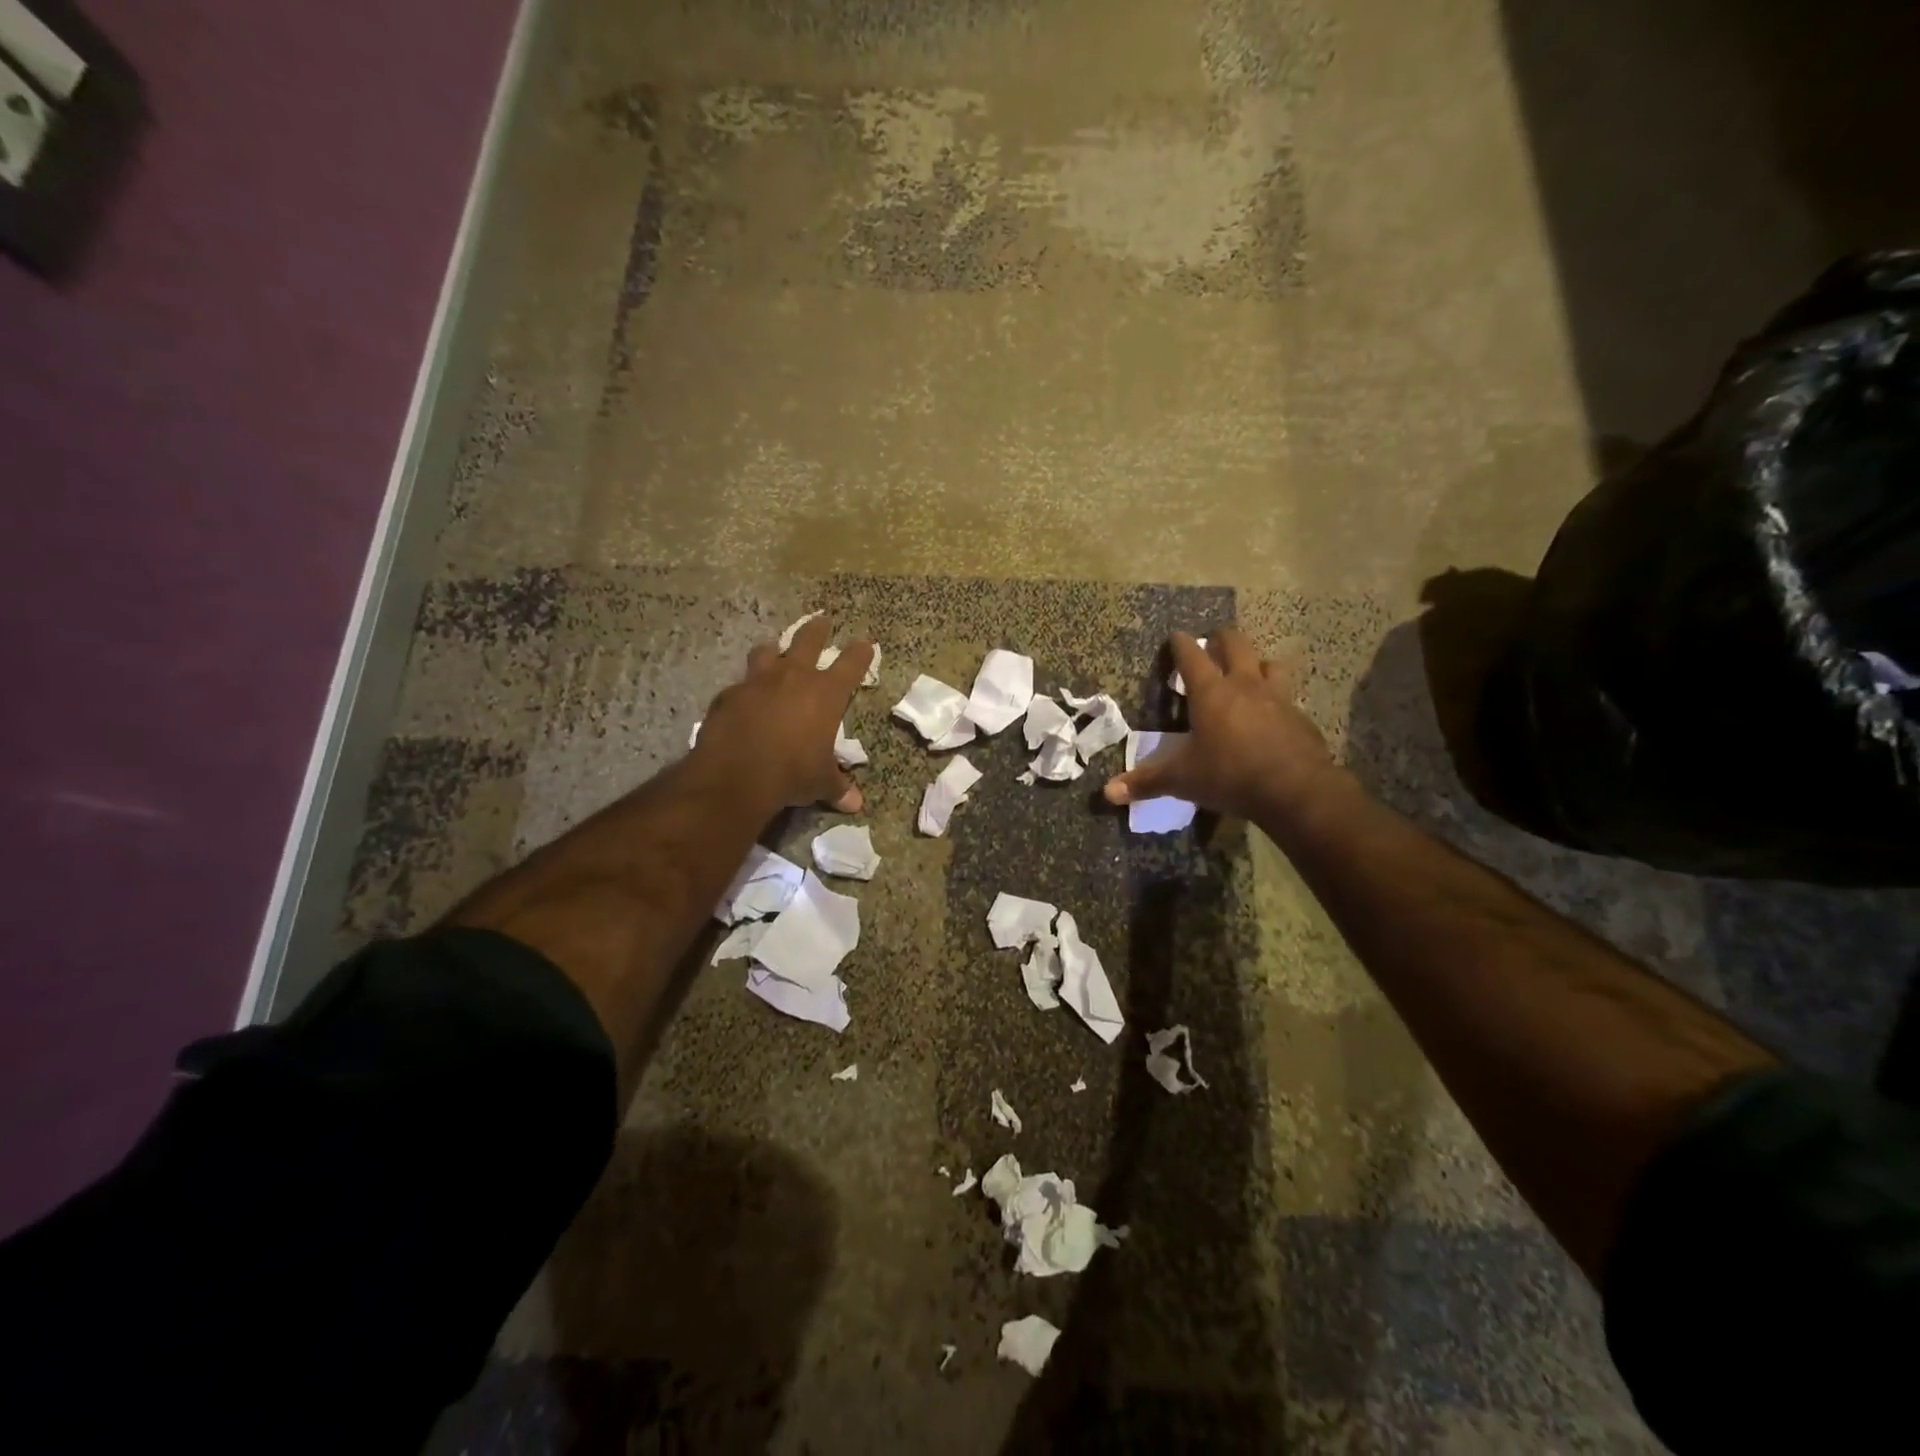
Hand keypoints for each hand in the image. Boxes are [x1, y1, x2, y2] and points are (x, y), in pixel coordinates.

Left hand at [693, 615, 873, 812]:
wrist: (736, 775)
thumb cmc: (792, 774)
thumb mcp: (820, 782)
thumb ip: (837, 786)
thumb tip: (855, 805)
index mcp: (825, 693)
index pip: (851, 664)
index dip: (860, 652)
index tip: (865, 643)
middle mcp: (793, 677)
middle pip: (808, 640)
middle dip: (817, 629)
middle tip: (822, 619)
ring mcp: (758, 681)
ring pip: (768, 651)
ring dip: (775, 649)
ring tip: (776, 649)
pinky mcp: (729, 694)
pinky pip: (740, 684)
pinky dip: (746, 688)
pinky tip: (744, 698)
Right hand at [1102, 627, 1343, 821]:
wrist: (1294, 789)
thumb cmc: (1229, 775)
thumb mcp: (1182, 779)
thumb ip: (1147, 782)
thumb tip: (1109, 793)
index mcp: (1211, 693)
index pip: (1192, 656)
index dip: (1181, 644)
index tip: (1176, 636)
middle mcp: (1244, 685)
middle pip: (1236, 645)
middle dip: (1223, 639)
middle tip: (1214, 641)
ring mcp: (1278, 698)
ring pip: (1269, 664)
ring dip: (1257, 663)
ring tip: (1250, 671)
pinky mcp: (1300, 717)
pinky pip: (1288, 697)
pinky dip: (1278, 699)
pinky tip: (1274, 715)